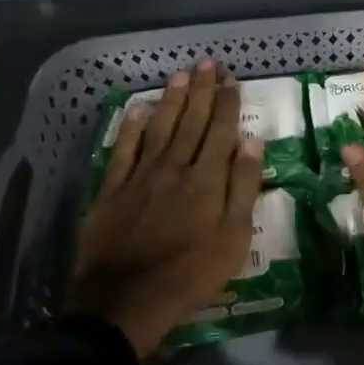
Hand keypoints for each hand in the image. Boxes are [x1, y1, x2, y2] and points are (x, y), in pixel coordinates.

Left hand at [67, 61, 264, 357]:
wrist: (125, 300)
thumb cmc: (191, 274)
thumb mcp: (234, 237)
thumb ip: (243, 187)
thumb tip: (251, 141)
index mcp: (207, 179)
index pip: (220, 131)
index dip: (227, 104)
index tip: (232, 80)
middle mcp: (174, 167)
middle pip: (191, 122)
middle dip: (202, 91)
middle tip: (207, 64)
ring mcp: (140, 176)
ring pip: (159, 128)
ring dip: (171, 100)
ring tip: (180, 75)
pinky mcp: (112, 190)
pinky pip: (122, 150)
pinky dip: (130, 128)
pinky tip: (137, 109)